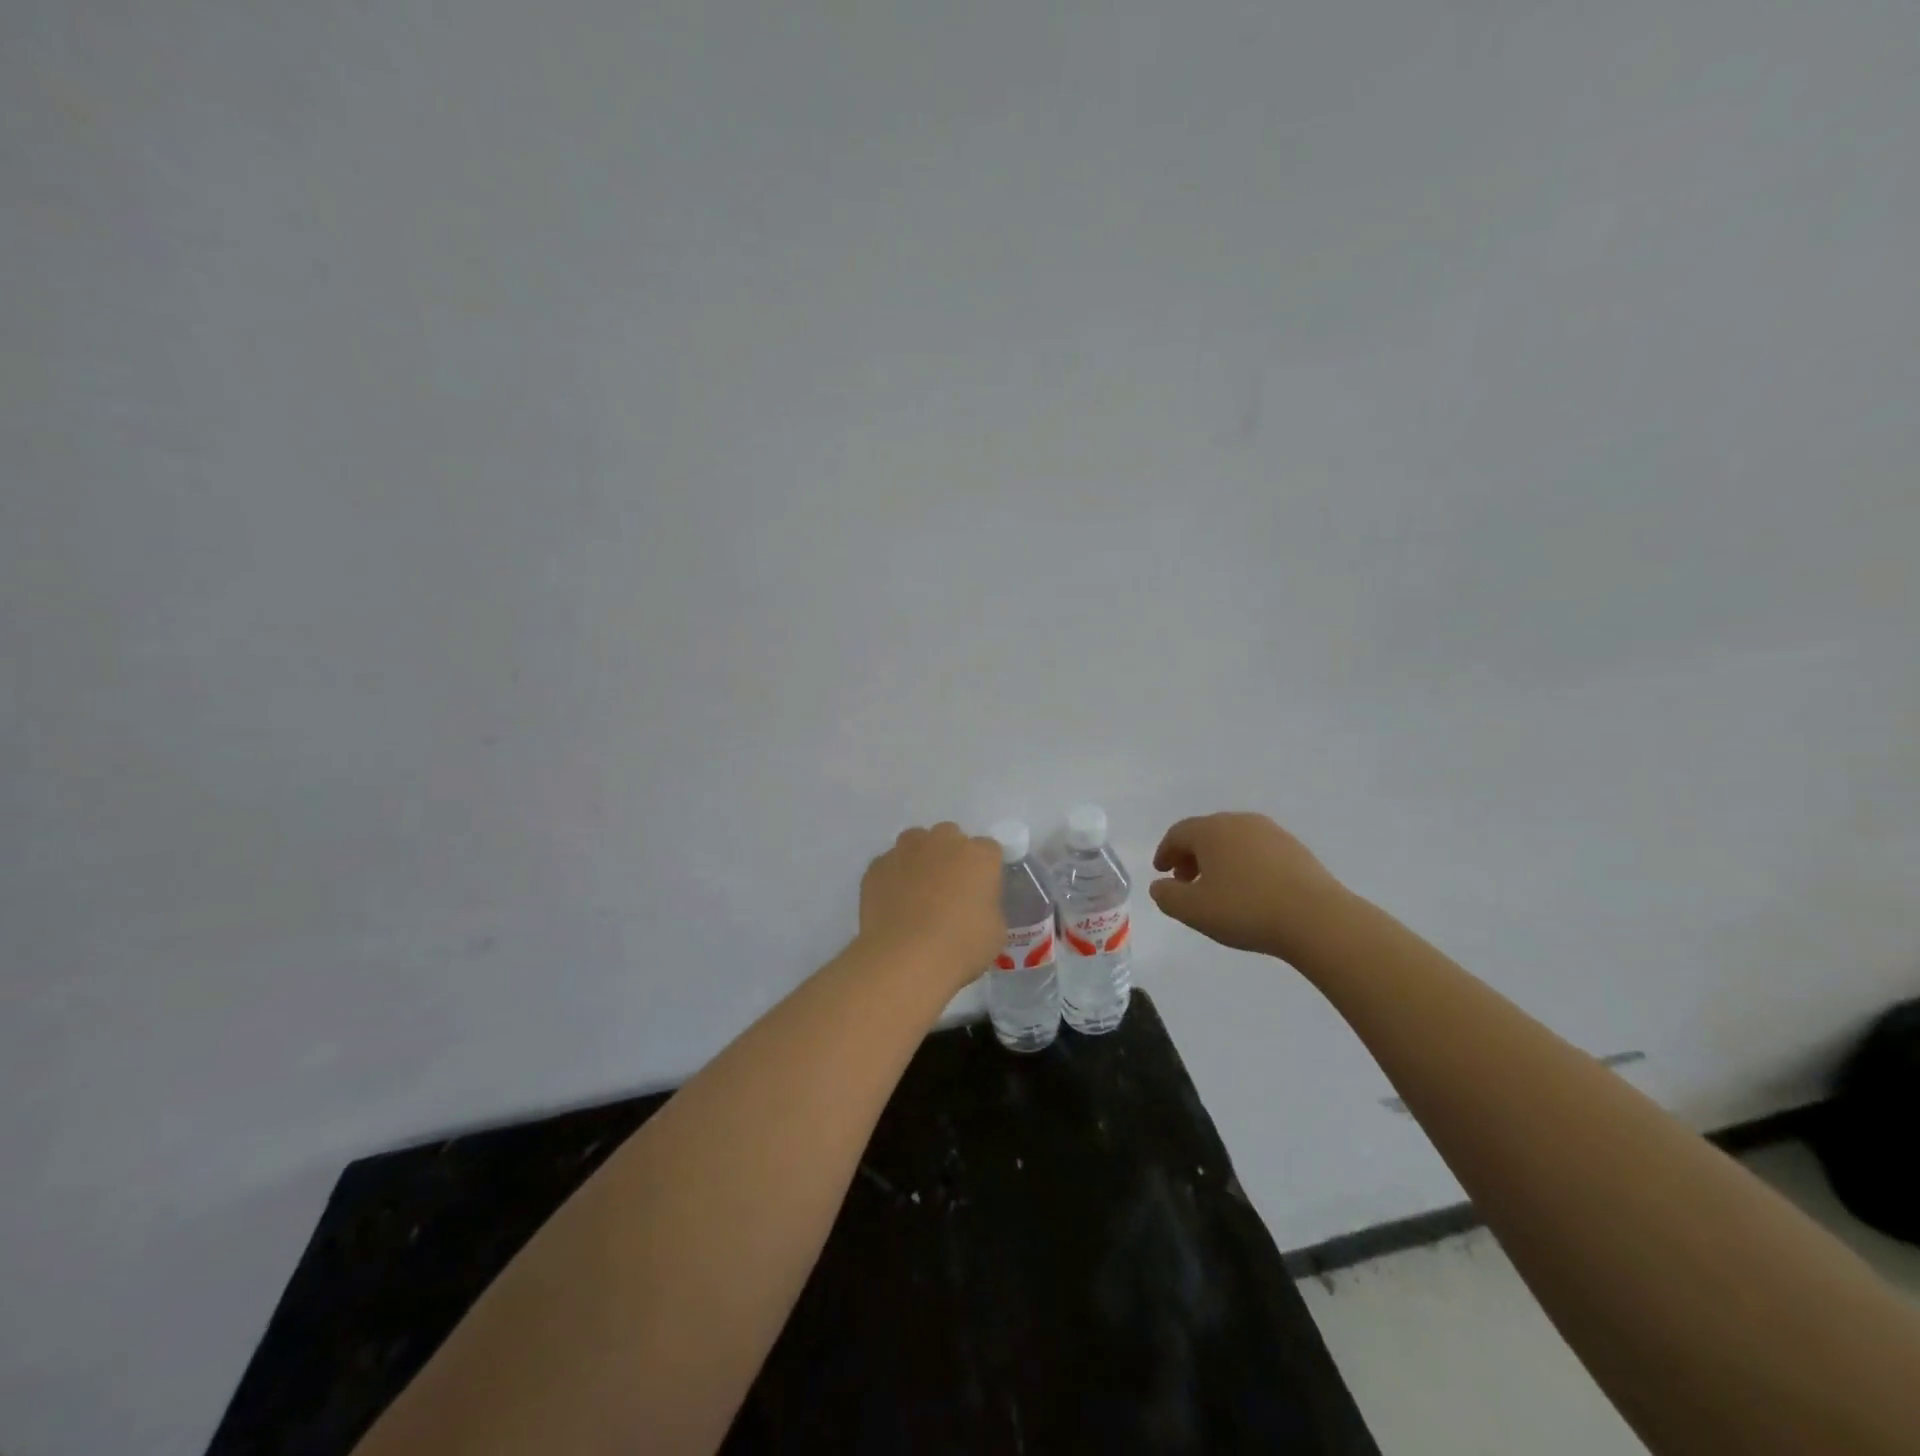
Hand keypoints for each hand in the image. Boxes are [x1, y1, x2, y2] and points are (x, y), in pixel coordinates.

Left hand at [859, 823, 1004, 989]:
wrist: (905, 958)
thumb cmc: (960, 946)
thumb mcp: (994, 932)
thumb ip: (988, 907)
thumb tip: (975, 905)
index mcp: (980, 856)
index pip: (988, 850)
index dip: (984, 871)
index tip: (980, 893)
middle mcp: (943, 841)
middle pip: (951, 837)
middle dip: (951, 856)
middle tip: (948, 890)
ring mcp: (906, 850)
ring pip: (916, 842)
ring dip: (920, 858)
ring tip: (917, 892)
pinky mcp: (877, 865)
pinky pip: (890, 864)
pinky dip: (893, 877)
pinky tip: (893, 904)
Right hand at [1149, 812, 1348, 962]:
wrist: (1317, 919)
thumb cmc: (1246, 910)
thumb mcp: (1193, 910)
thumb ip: (1166, 896)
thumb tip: (1161, 885)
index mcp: (1211, 830)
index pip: (1178, 834)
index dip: (1165, 852)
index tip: (1161, 872)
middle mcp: (1240, 822)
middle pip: (1205, 833)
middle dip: (1191, 856)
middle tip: (1186, 882)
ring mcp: (1272, 833)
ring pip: (1233, 841)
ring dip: (1218, 860)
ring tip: (1218, 889)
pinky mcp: (1296, 849)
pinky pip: (1258, 851)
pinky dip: (1244, 865)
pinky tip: (1250, 890)